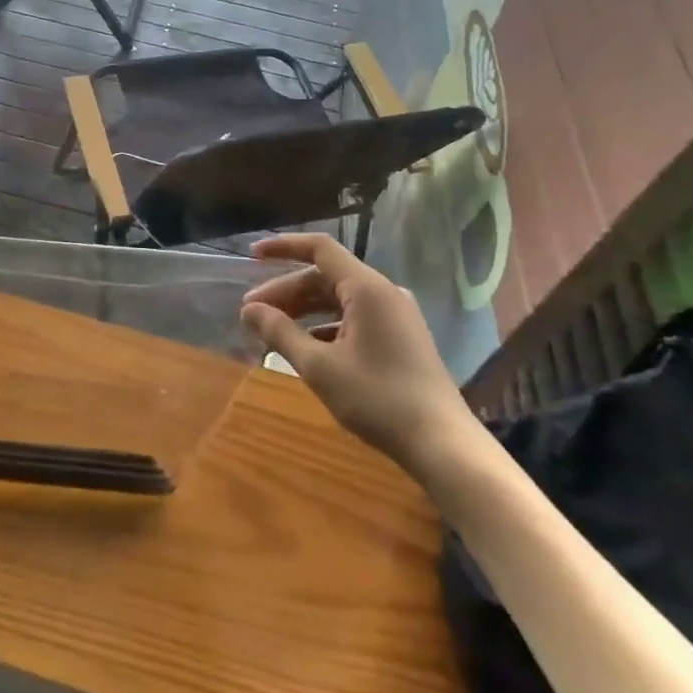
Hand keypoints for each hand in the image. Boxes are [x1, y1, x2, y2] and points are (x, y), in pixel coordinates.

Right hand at [241, 234, 472, 474]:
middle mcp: (384, 293)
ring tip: (273, 331)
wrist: (443, 444)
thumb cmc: (378, 399)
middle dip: (286, 292)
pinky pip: (355, 318)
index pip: (319, 249)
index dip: (282, 247)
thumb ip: (280, 333)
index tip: (251, 257)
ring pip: (339, 300)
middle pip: (325, 277)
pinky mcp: (402, 337)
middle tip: (252, 313)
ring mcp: (396, 315)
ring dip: (304, 310)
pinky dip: (326, 326)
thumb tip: (249, 310)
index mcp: (367, 288)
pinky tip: (308, 348)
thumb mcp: (319, 367)